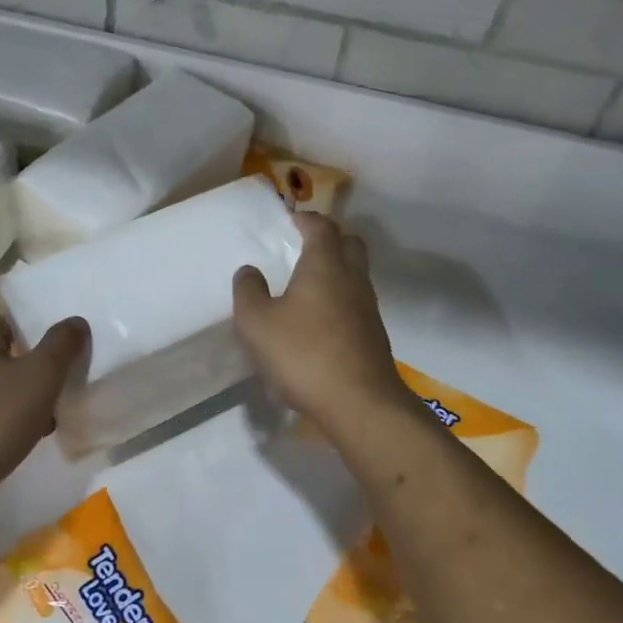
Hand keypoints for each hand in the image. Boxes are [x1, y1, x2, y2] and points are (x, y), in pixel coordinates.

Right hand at [232, 214, 412, 435]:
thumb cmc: (304, 354)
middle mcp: (352, 278)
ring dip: (336, 271)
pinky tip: (320, 321)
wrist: (360, 403)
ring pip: (356, 274)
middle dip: (329, 239)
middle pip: (350, 243)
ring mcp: (368, 307)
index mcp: (325, 265)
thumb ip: (248, 291)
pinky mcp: (374, 334)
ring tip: (307, 286)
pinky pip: (357, 302)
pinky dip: (340, 299)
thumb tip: (249, 270)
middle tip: (304, 248)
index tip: (291, 220)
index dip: (306, 219)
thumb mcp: (257, 323)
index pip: (322, 227)